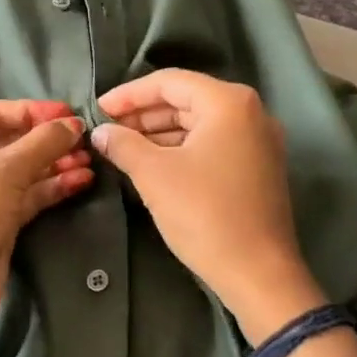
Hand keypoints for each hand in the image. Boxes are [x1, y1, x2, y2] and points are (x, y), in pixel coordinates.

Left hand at [0, 100, 92, 356]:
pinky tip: (81, 181)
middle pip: (11, 141)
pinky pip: (27, 195)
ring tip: (91, 160)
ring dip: (56, 163)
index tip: (70, 114)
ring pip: (23, 170)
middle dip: (49, 140)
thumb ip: (42, 142)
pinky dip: (52, 187)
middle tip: (86, 139)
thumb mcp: (6, 171)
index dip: (34, 111)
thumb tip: (74, 123)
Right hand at [92, 69, 322, 341]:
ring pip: (199, 123)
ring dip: (160, 132)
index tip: (98, 109)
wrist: (258, 273)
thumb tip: (101, 132)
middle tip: (107, 129)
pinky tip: (153, 164)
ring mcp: (258, 140)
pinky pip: (213, 144)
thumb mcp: (155, 175)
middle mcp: (250, 112)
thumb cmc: (205, 214)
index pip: (169, 82)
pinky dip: (181, 148)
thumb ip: (123, 144)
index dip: (129, 94)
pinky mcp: (258, 167)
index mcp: (229, 102)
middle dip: (143, 113)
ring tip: (123, 148)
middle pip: (186, 100)